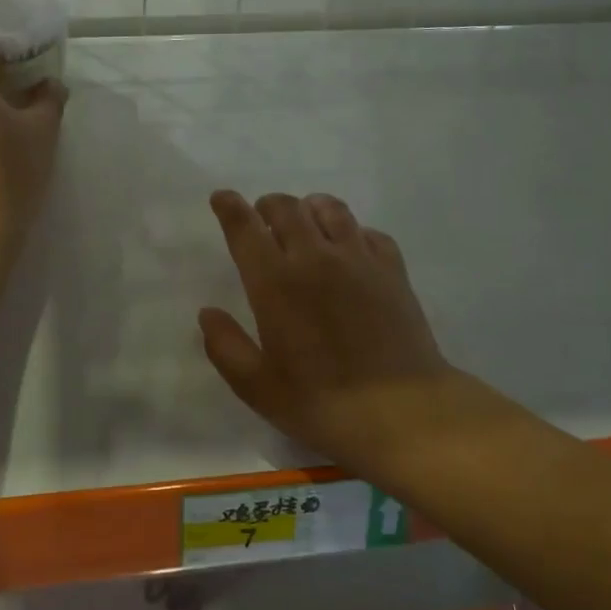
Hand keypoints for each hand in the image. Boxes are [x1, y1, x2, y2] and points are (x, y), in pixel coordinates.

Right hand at [200, 191, 455, 466]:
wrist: (402, 411)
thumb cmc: (321, 403)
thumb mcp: (257, 386)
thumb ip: (225, 346)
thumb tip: (208, 313)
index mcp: (275, 283)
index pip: (245, 228)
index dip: (230, 207)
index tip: (222, 198)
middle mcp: (315, 258)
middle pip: (287, 208)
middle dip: (268, 205)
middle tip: (262, 218)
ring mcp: (358, 259)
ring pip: (330, 209)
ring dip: (309, 209)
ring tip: (305, 223)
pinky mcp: (392, 269)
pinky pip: (368, 231)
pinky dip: (351, 231)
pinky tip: (350, 248)